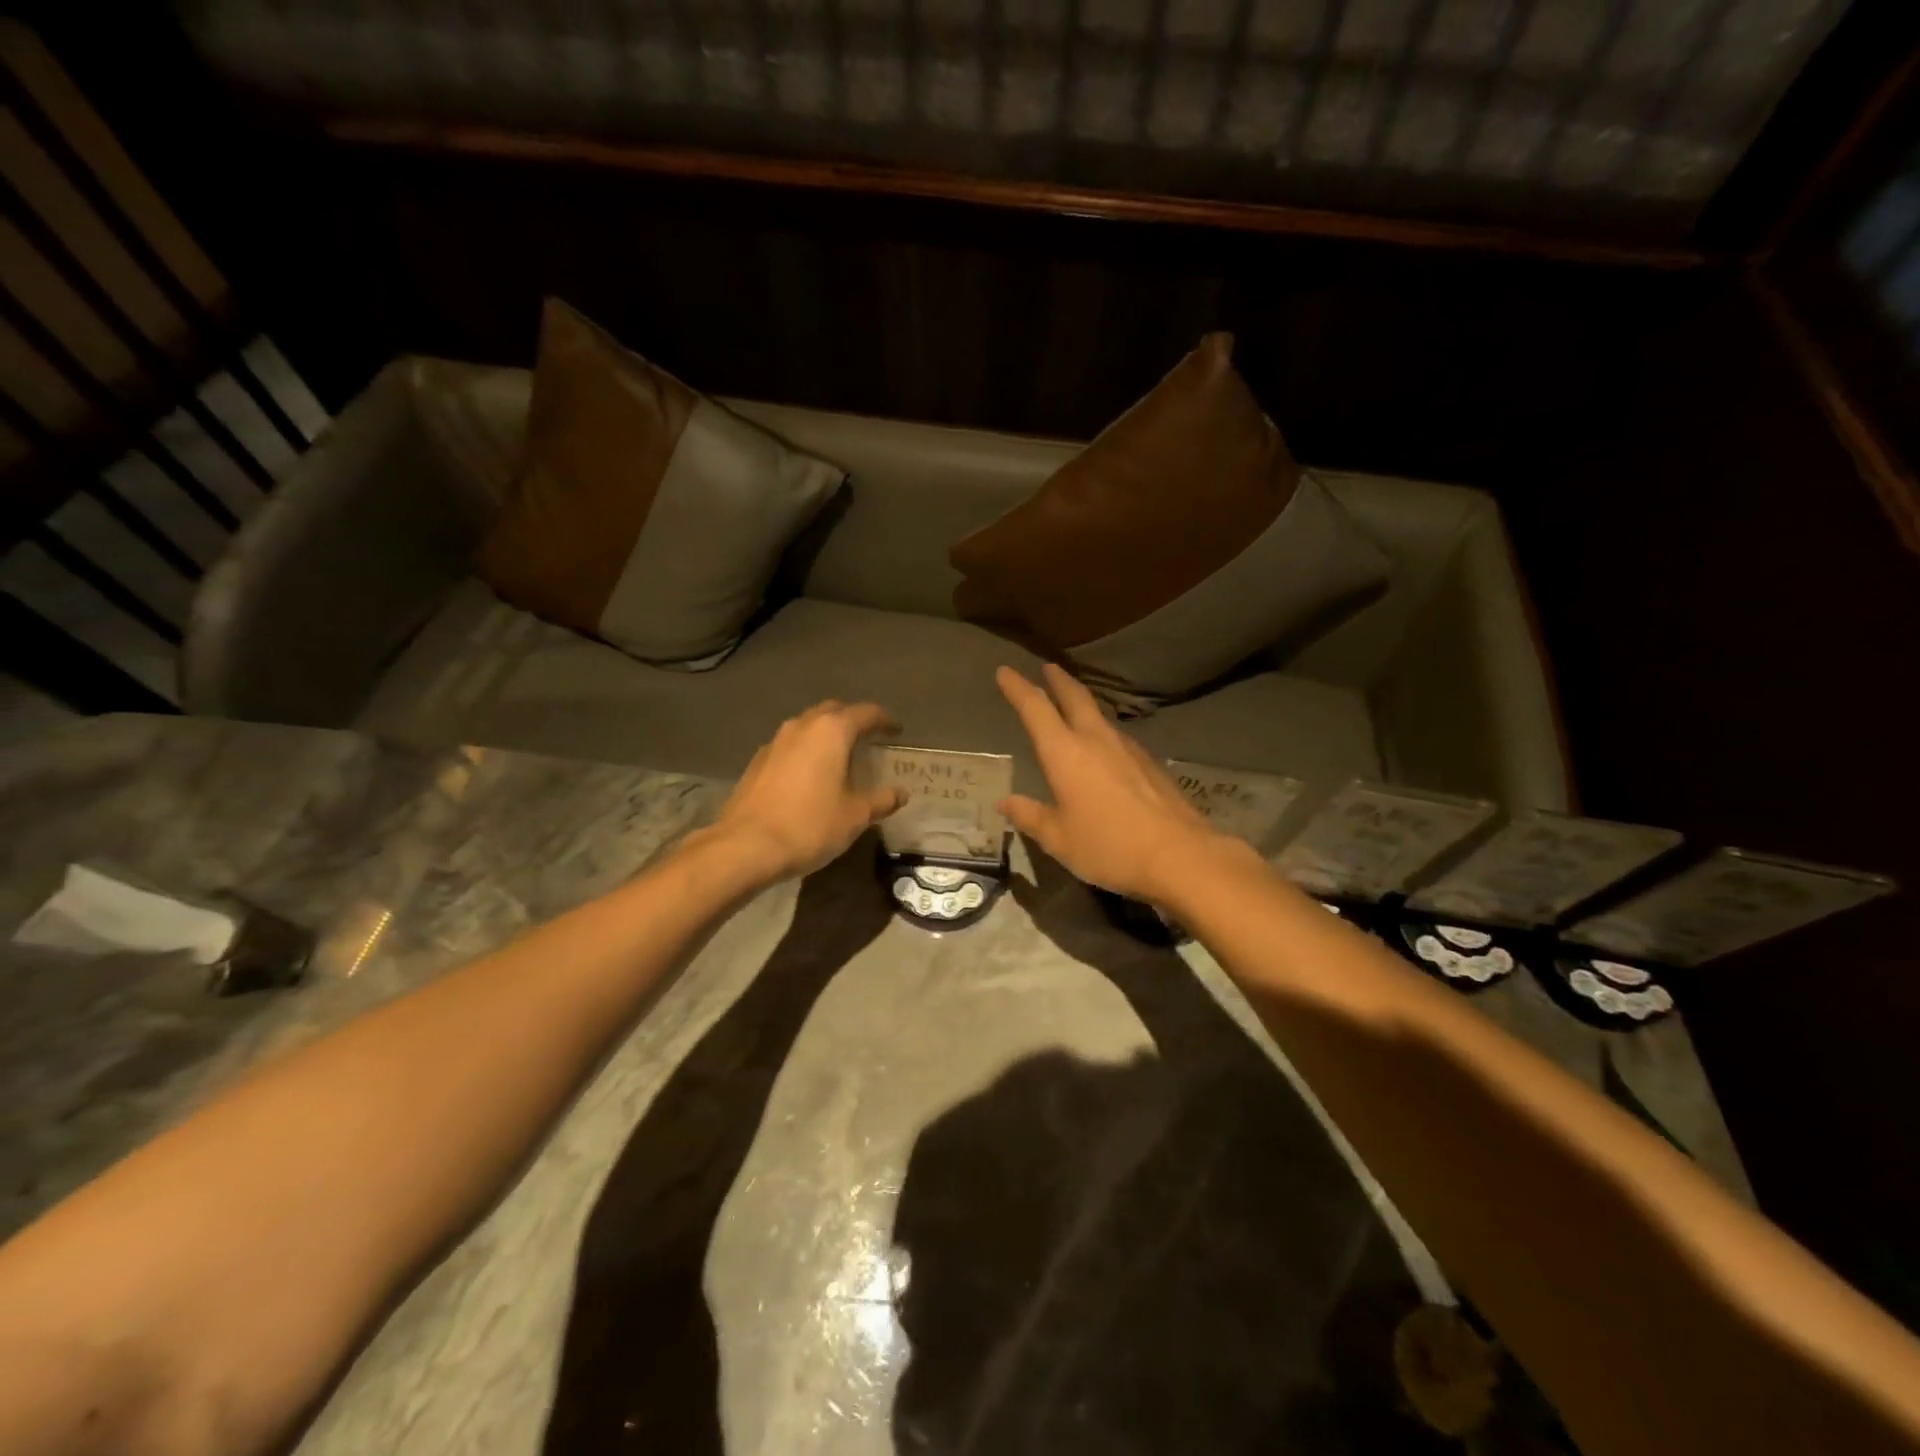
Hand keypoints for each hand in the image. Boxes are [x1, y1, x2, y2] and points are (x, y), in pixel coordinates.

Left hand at [708, 701, 906, 881]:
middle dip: (852, 719)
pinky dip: (805, 751)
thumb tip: (900, 793)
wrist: (746, 846)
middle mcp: (802, 726)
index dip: (884, 719)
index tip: (897, 729)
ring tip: (839, 754)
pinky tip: (809, 774)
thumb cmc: (810, 825)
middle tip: (868, 736)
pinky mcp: (757, 761)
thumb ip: (881, 800)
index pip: (865, 713)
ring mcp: (775, 742)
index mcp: (832, 731)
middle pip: (833, 711)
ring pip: (807, 726)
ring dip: (826, 734)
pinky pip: (790, 745)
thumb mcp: (855, 816)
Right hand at [996, 664, 1233, 900]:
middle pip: (1075, 698)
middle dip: (1058, 681)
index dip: (1017, 688)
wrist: (1180, 855)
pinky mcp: (1151, 764)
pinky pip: (1119, 738)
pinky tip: (1107, 748)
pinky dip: (1104, 732)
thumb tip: (1007, 802)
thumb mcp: (1059, 839)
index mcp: (1065, 753)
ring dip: (1084, 704)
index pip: (1035, 708)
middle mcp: (1096, 740)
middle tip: (1048, 668)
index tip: (1005, 672)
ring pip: (1100, 716)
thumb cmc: (1108, 847)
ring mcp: (1128, 749)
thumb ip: (1031, 817)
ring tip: (1075, 705)